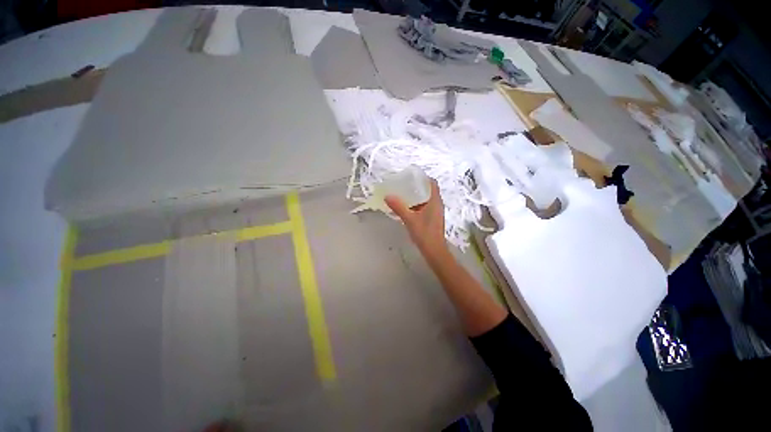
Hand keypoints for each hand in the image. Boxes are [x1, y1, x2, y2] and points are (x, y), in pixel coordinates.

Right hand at [385, 179, 448, 260]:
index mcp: (434, 201)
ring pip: (427, 199)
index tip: (412, 176)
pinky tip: (408, 208)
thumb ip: (398, 207)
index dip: (424, 177)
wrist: (434, 251)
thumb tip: (387, 196)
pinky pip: (426, 206)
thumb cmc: (424, 233)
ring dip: (418, 196)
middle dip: (418, 186)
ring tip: (404, 194)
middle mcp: (437, 204)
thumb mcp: (409, 219)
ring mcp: (436, 212)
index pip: (432, 183)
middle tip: (405, 184)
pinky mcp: (433, 218)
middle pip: (429, 190)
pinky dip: (418, 204)